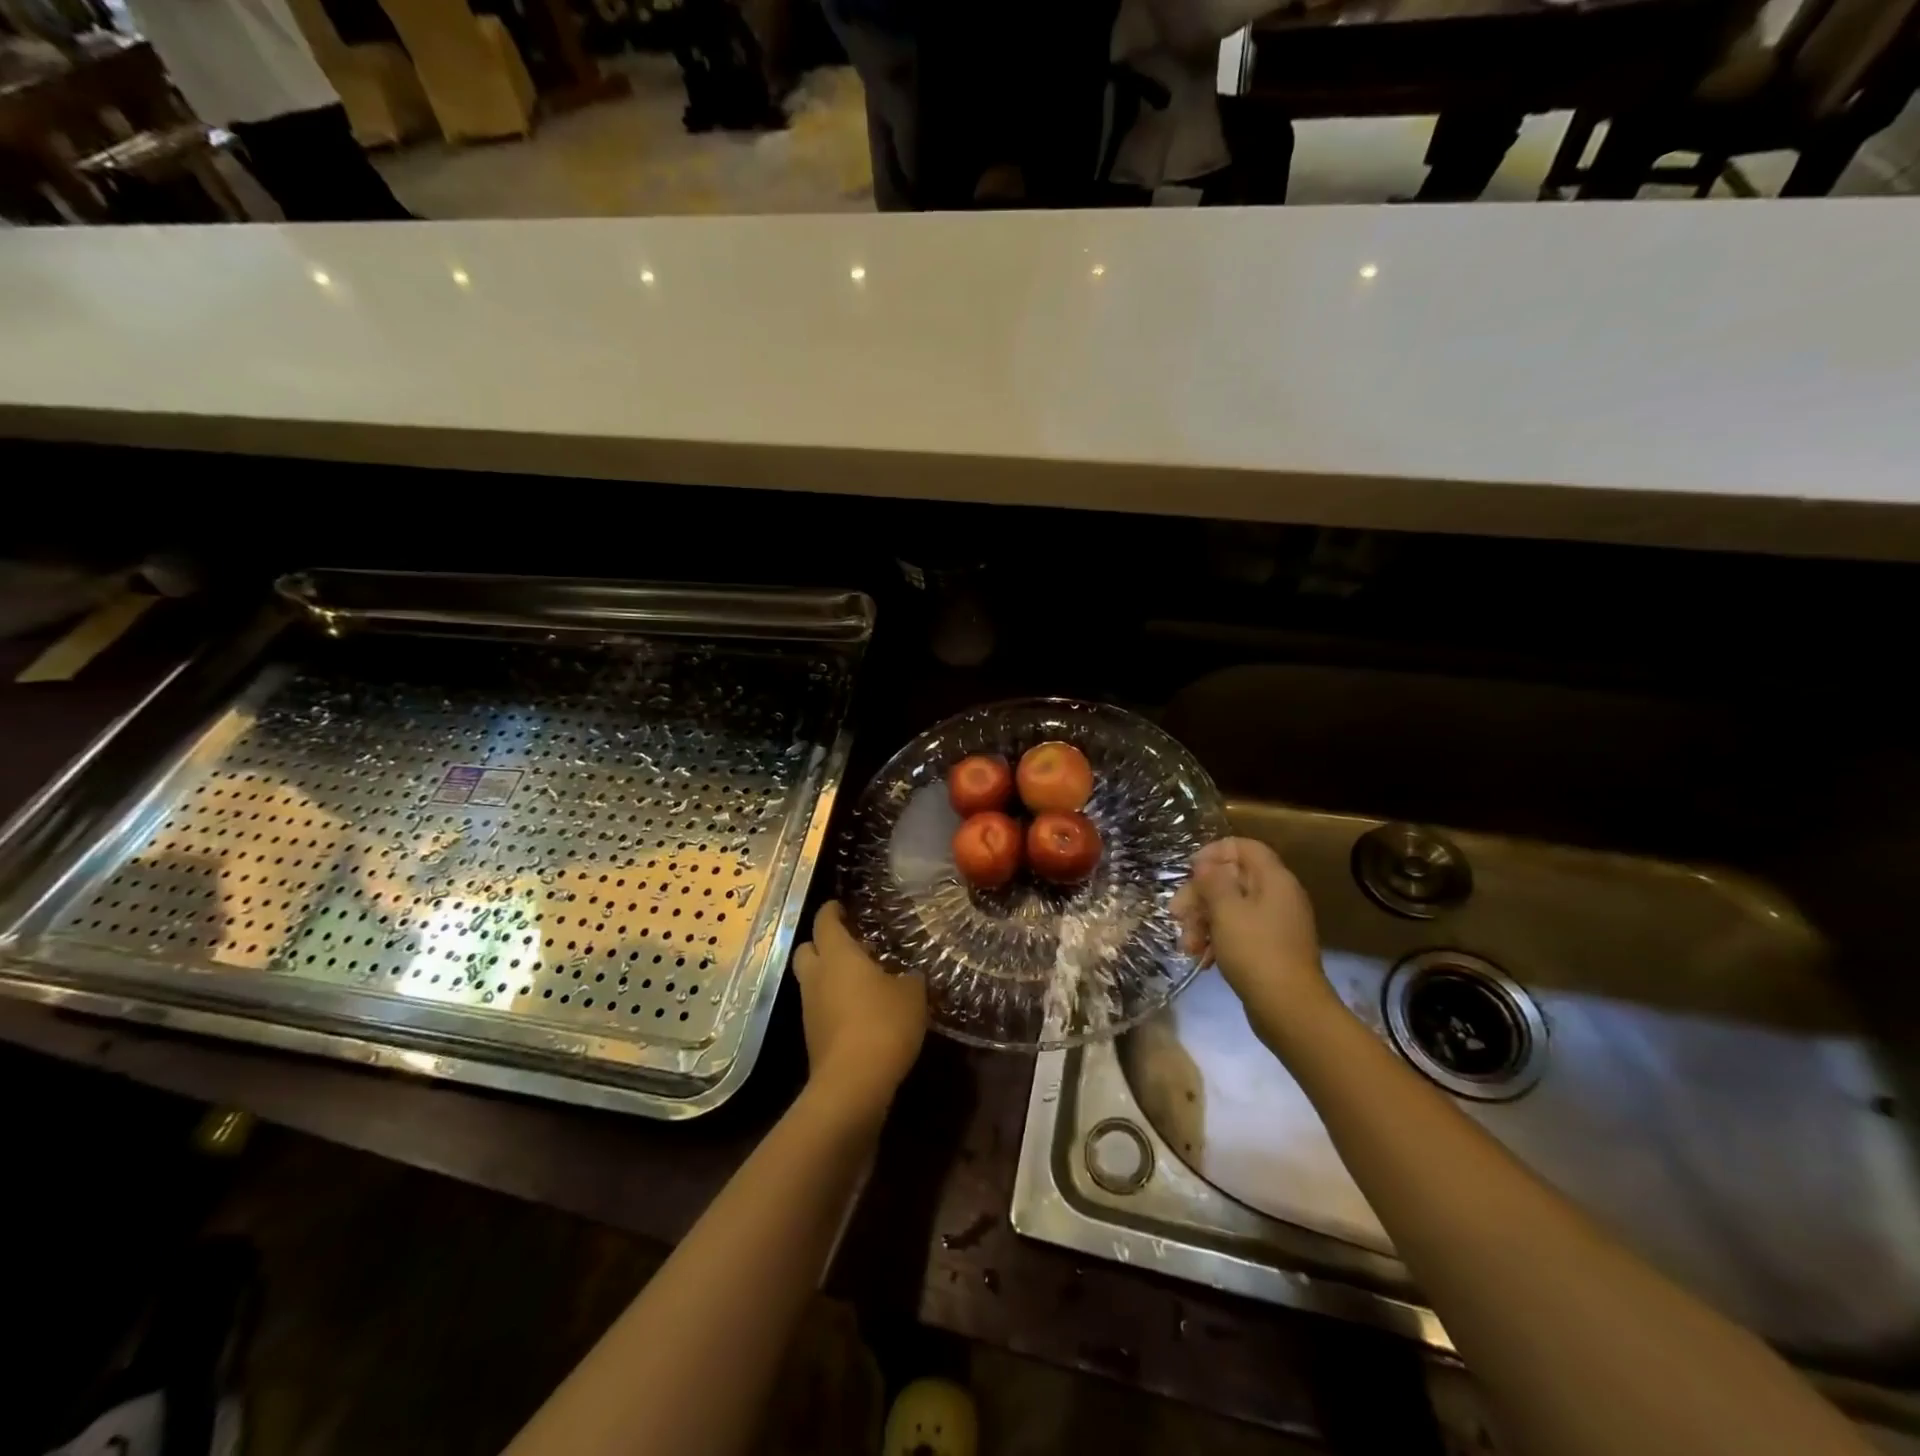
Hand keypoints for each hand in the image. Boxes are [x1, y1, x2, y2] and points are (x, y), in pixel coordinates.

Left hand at [792, 902, 927, 1119]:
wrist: (853, 1084)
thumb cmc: (883, 1024)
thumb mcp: (912, 995)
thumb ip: (909, 978)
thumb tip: (908, 975)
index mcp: (837, 955)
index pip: (825, 921)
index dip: (832, 910)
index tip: (841, 905)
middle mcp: (816, 977)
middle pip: (807, 949)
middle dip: (822, 943)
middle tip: (849, 944)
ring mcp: (810, 1008)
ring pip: (812, 981)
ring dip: (829, 976)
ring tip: (861, 979)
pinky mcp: (813, 1037)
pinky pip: (820, 1008)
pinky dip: (834, 1003)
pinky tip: (860, 1011)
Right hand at [1171, 838, 1339, 1045]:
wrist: (1290, 1009)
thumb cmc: (1256, 951)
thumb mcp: (1226, 910)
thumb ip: (1213, 881)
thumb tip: (1205, 865)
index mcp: (1273, 880)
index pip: (1244, 847)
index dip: (1214, 852)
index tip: (1189, 870)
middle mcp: (1278, 896)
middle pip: (1232, 880)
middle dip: (1200, 896)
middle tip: (1176, 914)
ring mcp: (1275, 924)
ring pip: (1231, 908)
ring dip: (1204, 922)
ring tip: (1187, 946)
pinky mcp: (1270, 949)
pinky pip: (1239, 932)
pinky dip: (1218, 940)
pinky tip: (1203, 958)